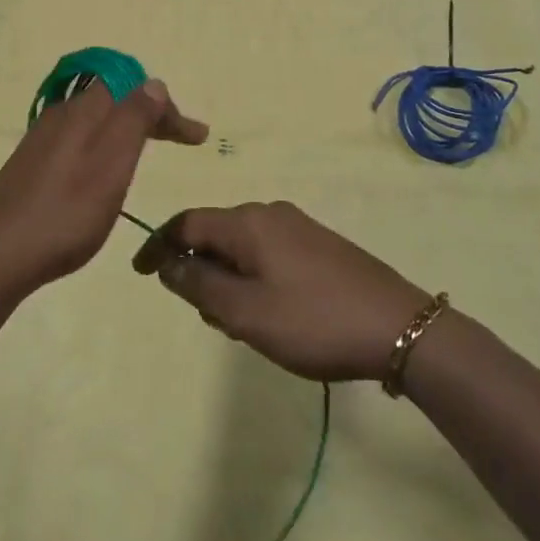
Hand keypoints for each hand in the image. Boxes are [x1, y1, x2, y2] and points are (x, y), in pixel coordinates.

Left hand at [0, 79, 207, 296]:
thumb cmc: (65, 214)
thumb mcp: (111, 166)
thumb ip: (133, 119)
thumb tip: (153, 82)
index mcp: (83, 111)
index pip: (133, 87)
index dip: (167, 106)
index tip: (197, 137)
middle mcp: (61, 116)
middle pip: (114, 99)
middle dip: (151, 114)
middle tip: (181, 139)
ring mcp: (41, 140)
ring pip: (94, 119)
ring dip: (127, 129)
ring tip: (147, 152)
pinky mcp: (30, 165)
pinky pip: (77, 139)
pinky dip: (103, 145)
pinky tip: (103, 172)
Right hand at [132, 202, 430, 382]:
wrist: (399, 327)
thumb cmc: (313, 321)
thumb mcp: (245, 311)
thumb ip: (199, 284)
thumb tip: (167, 261)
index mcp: (248, 222)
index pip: (187, 222)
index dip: (158, 245)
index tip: (140, 274)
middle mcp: (270, 213)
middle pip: (215, 232)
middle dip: (199, 268)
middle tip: (206, 315)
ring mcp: (298, 227)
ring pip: (242, 246)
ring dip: (228, 278)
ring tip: (240, 323)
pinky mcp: (319, 246)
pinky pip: (268, 254)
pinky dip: (253, 278)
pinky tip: (270, 313)